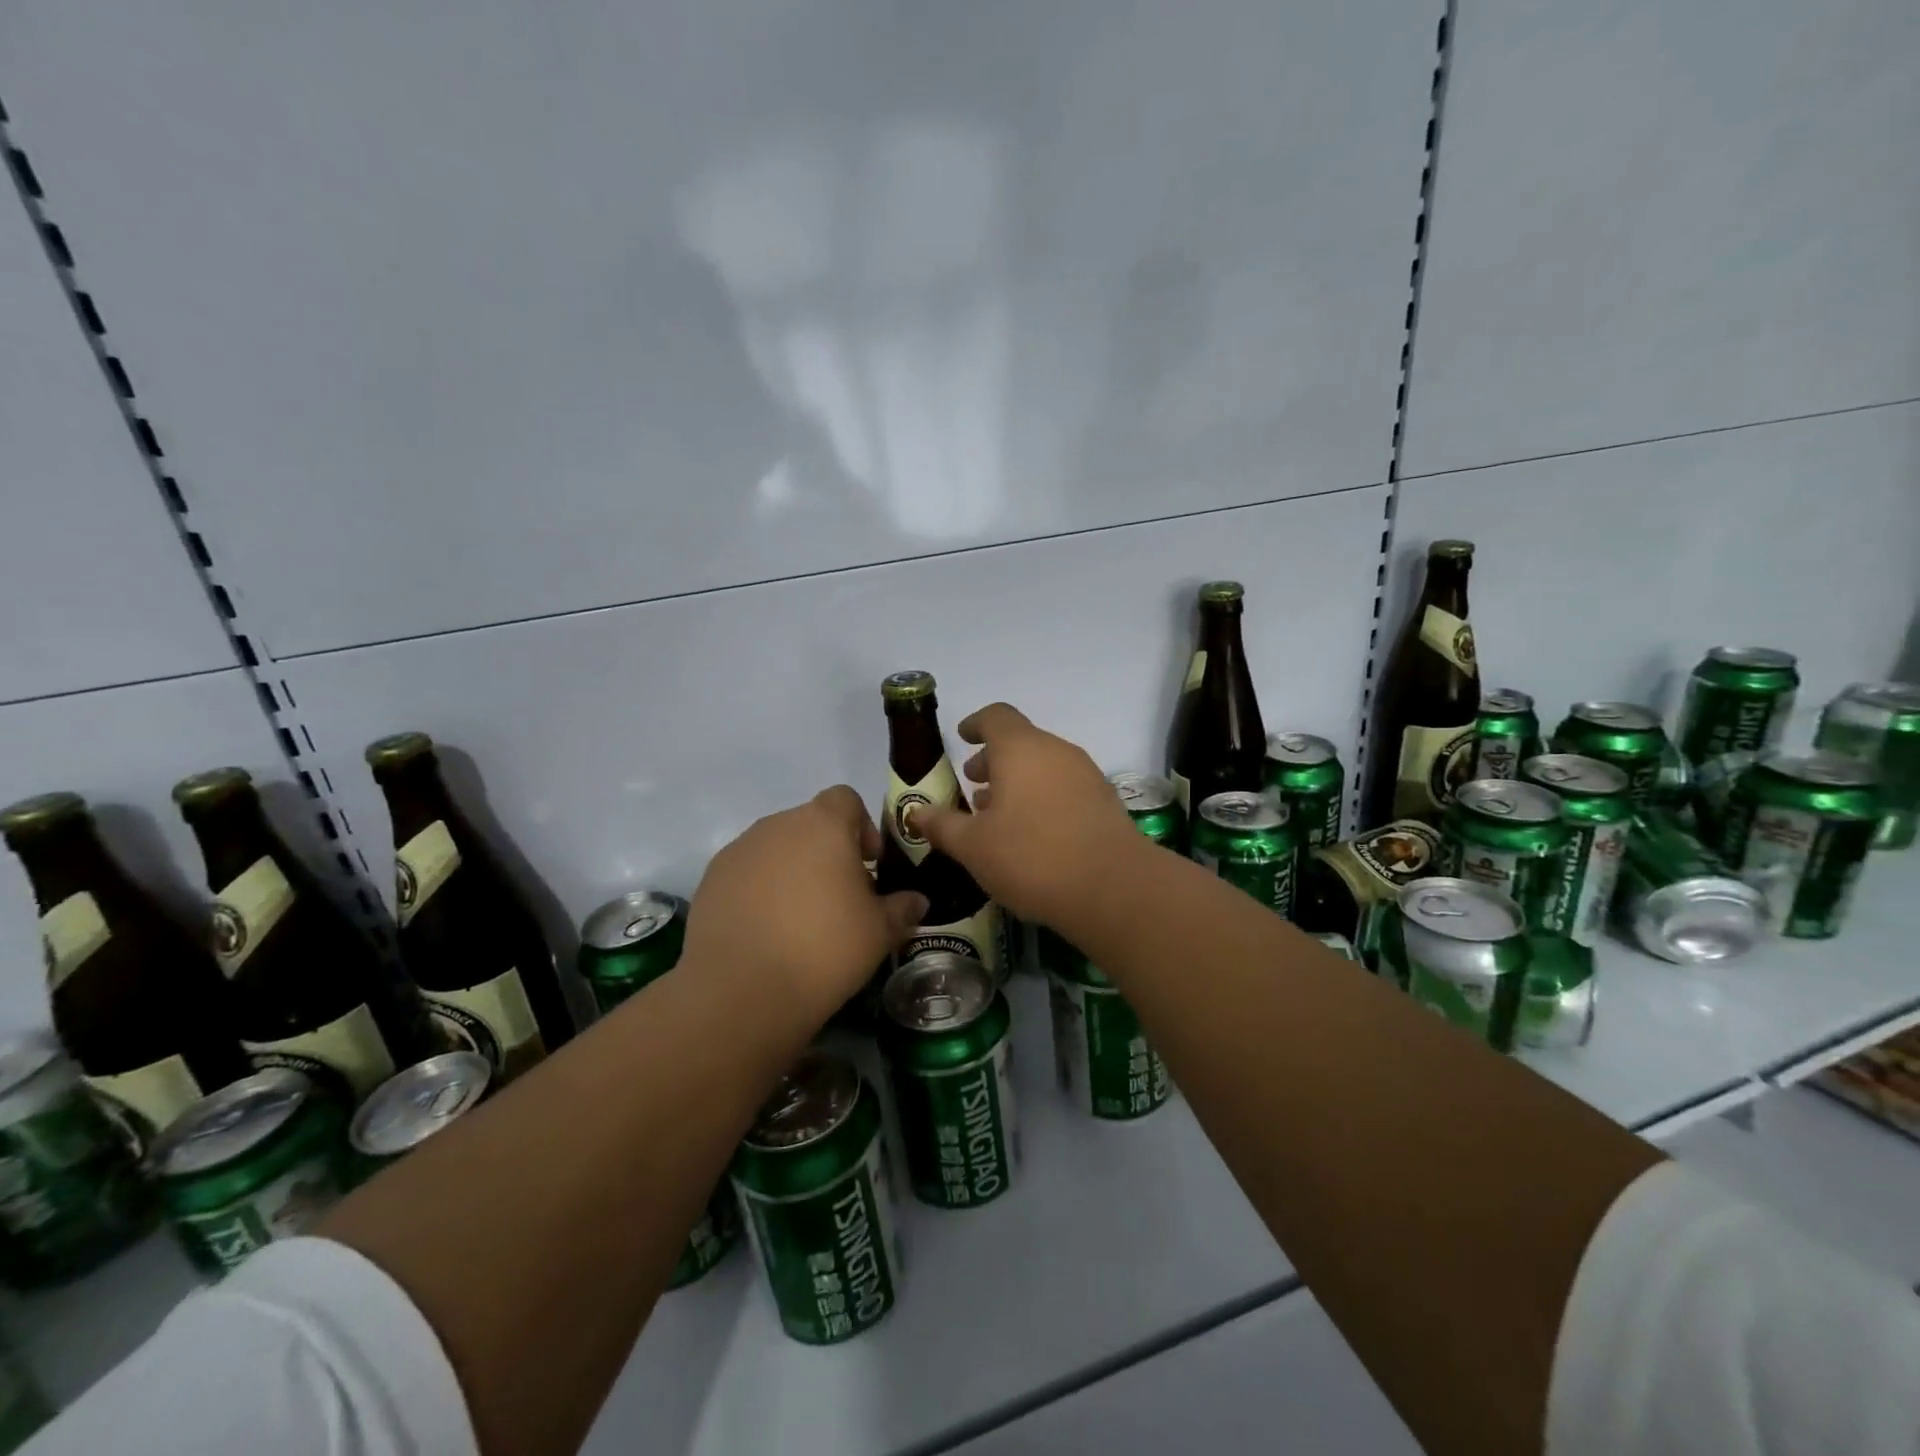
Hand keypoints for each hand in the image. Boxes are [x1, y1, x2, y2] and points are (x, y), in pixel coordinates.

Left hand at [683, 787, 926, 1018]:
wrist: (740, 991)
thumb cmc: (824, 949)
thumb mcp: (879, 933)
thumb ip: (901, 909)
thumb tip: (917, 901)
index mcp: (822, 825)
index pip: (845, 799)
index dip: (861, 825)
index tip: (868, 865)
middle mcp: (777, 825)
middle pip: (810, 824)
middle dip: (828, 853)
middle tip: (840, 898)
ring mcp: (739, 851)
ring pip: (776, 848)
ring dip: (793, 871)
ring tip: (801, 919)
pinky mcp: (711, 880)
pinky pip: (746, 873)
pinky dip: (760, 890)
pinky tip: (767, 931)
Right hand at [915, 704, 1145, 924]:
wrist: (1114, 889)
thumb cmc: (1032, 857)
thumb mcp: (973, 846)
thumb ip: (942, 825)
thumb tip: (915, 813)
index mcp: (1021, 749)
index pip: (996, 717)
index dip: (975, 724)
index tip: (962, 738)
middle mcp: (1057, 751)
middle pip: (1021, 742)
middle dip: (994, 761)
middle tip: (973, 786)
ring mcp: (1086, 775)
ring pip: (1044, 766)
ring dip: (1018, 782)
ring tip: (997, 815)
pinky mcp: (1105, 802)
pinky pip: (1064, 787)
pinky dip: (1042, 798)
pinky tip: (1032, 834)